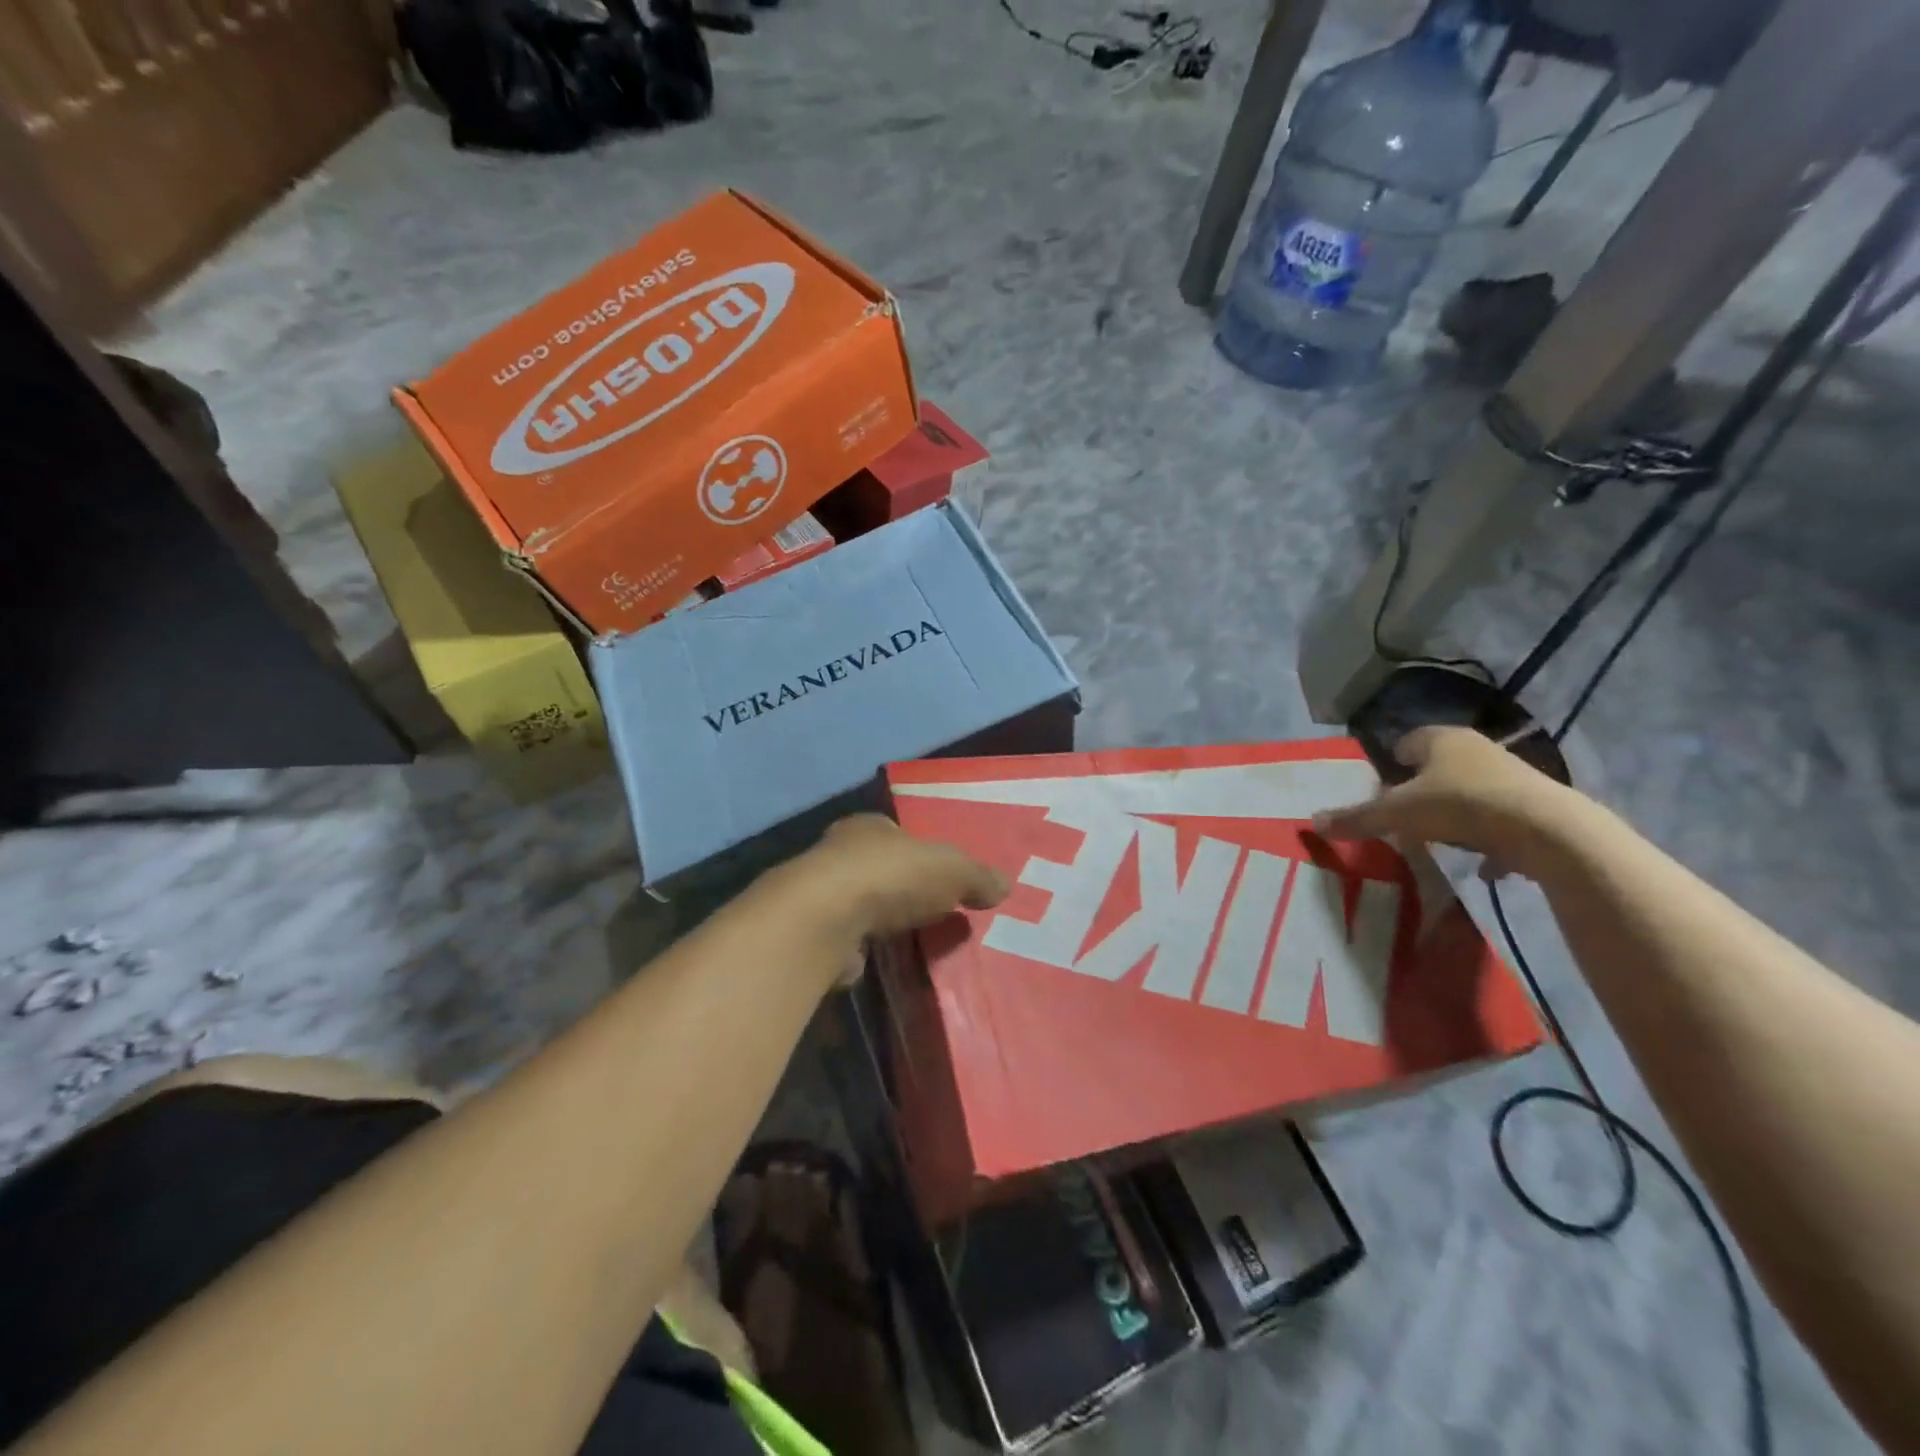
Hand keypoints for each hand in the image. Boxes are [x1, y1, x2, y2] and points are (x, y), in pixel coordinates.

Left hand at [769, 815, 1008, 979]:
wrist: (824, 920)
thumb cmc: (891, 877)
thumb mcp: (952, 869)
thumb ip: (977, 876)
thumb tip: (1005, 885)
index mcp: (869, 826)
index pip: (897, 833)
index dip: (920, 852)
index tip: (941, 876)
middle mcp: (838, 852)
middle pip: (878, 867)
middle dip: (901, 887)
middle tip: (932, 910)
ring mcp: (819, 895)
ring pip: (859, 904)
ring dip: (880, 920)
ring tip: (913, 941)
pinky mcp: (811, 934)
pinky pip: (846, 939)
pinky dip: (863, 948)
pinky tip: (882, 962)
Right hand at [1315, 726, 1580, 876]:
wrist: (1547, 830)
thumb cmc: (1460, 806)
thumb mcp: (1397, 814)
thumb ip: (1356, 818)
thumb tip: (1312, 822)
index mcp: (1440, 739)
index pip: (1407, 742)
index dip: (1391, 764)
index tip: (1382, 788)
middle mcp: (1477, 748)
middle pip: (1439, 766)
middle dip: (1422, 789)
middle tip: (1405, 815)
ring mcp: (1511, 774)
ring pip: (1471, 790)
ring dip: (1456, 812)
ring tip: (1440, 840)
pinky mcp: (1537, 804)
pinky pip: (1502, 819)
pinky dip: (1490, 838)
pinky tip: (1482, 863)